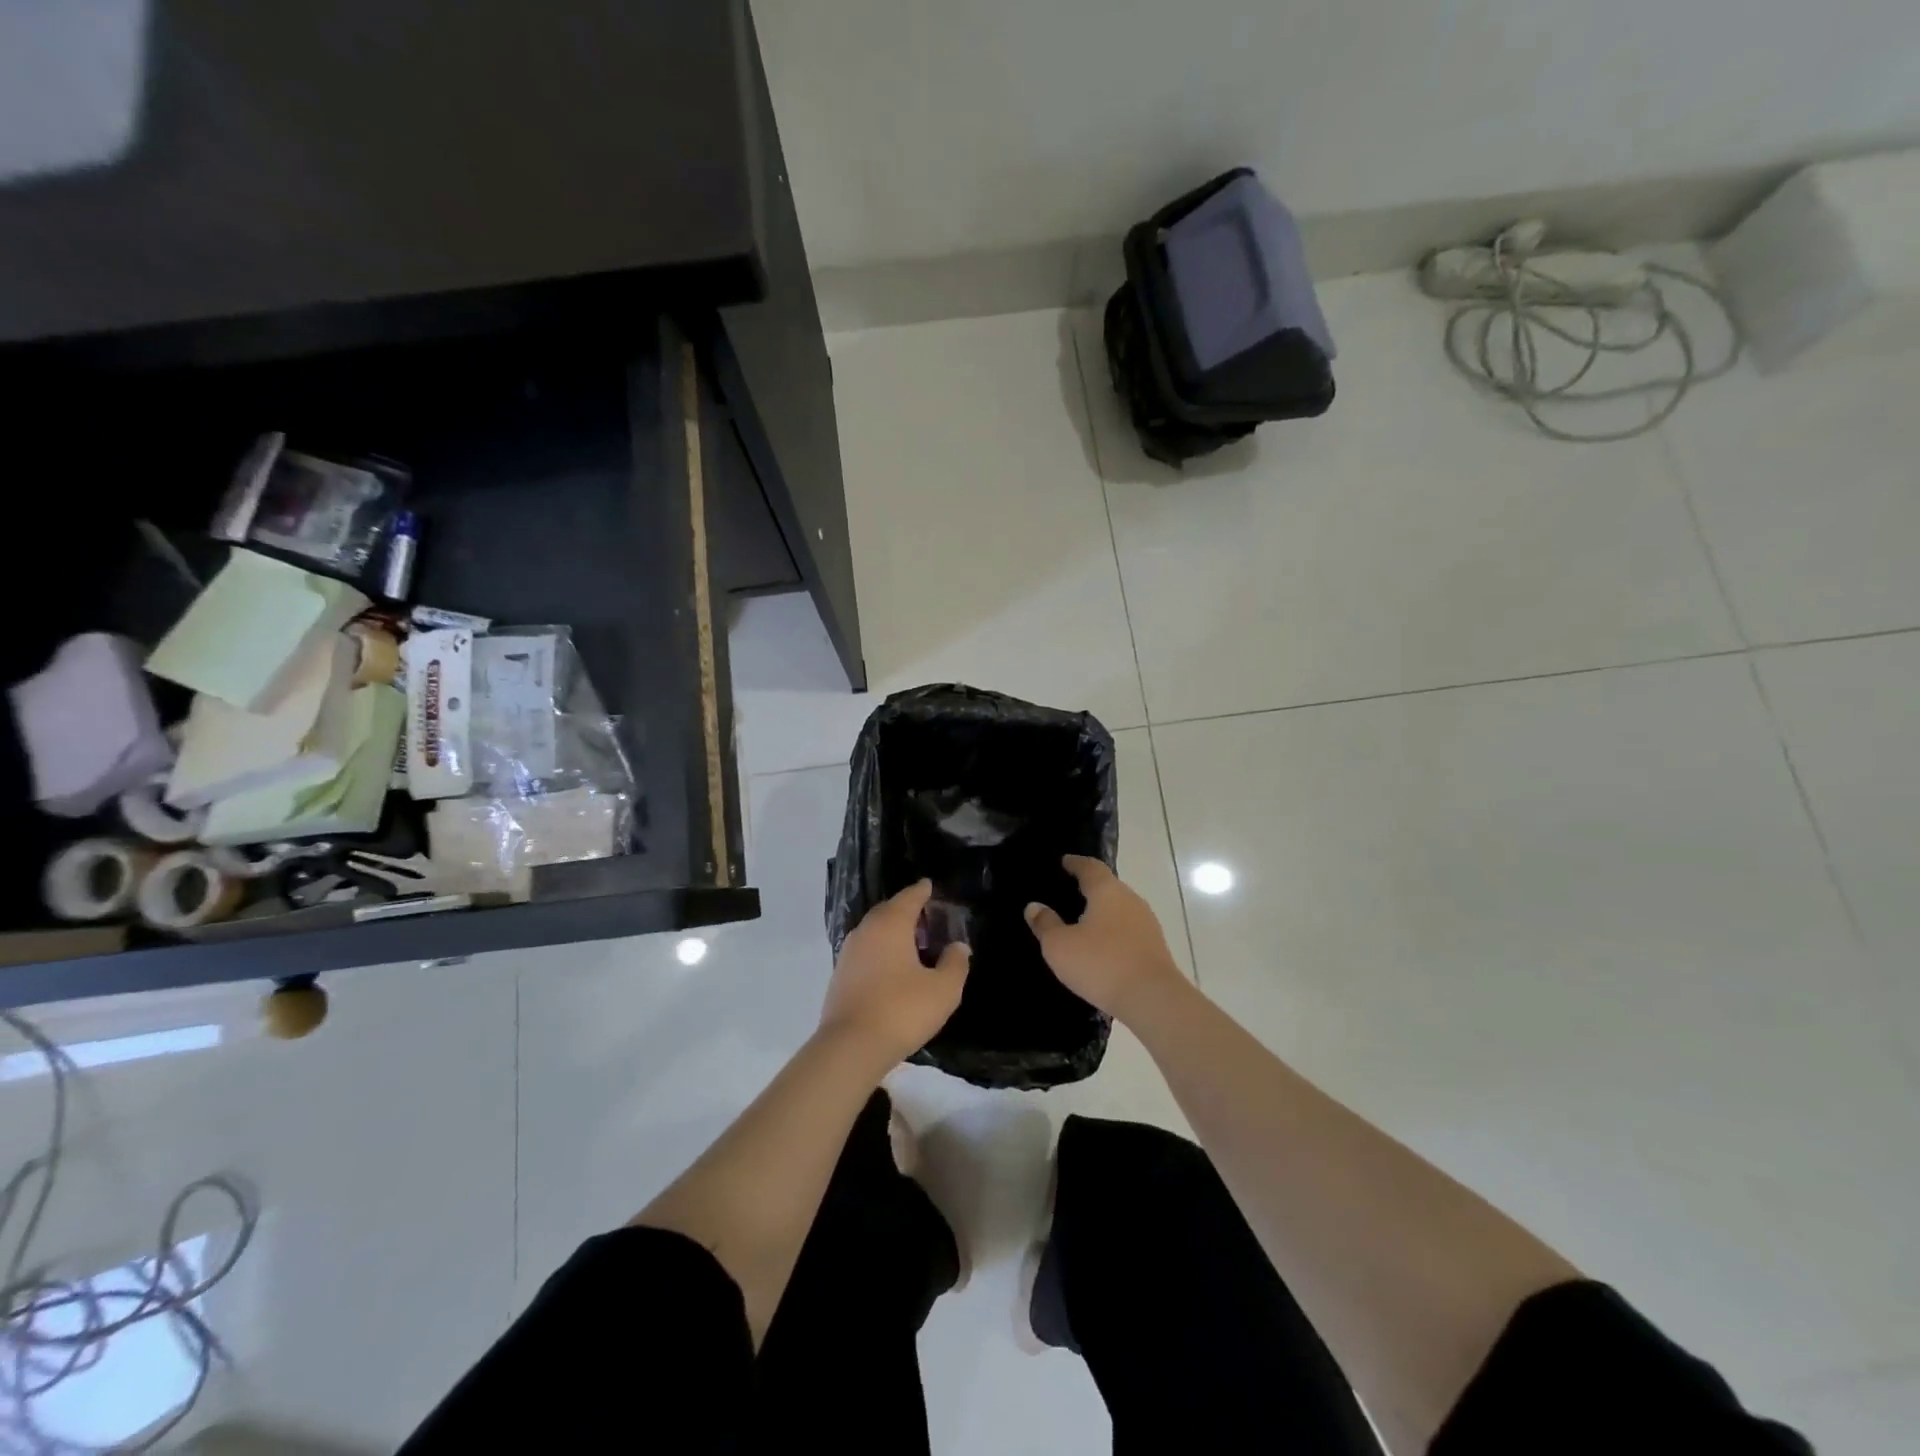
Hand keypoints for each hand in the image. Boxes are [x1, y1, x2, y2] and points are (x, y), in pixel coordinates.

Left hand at [820, 879, 969, 1074]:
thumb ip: (955, 963)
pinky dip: (881, 951)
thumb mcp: (943, 989)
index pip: (909, 897)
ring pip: (875, 931)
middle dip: (907, 910)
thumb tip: (958, 946)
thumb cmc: (902, 1010)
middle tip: (927, 917)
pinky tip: (893, 968)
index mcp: (891, 924)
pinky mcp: (840, 975)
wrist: (851, 1047)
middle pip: (889, 910)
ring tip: (913, 944)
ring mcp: (849, 952)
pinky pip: (866, 951)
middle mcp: (866, 930)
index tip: (931, 886)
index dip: (922, 891)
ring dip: (893, 932)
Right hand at [1025, 855, 1183, 1022]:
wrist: (1152, 999)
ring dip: (1102, 912)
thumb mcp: (1060, 946)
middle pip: (1108, 886)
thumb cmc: (1100, 964)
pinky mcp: (1155, 947)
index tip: (1064, 862)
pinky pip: (1128, 930)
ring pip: (1120, 909)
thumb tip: (1034, 906)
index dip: (1075, 863)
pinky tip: (1101, 946)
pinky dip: (1113, 931)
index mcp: (1107, 890)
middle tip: (1068, 893)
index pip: (1090, 866)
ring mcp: (1147, 923)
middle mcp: (1130, 899)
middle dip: (1089, 888)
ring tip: (1082, 921)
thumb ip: (1045, 924)